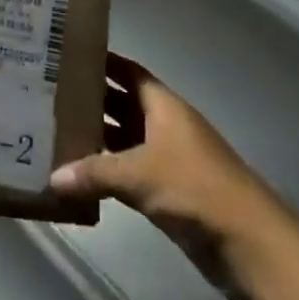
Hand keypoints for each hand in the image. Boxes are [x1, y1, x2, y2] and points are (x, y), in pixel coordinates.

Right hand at [51, 55, 276, 299]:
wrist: (248, 243)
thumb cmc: (194, 188)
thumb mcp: (139, 174)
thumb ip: (95, 172)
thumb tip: (52, 177)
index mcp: (164, 106)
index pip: (129, 72)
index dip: (103, 63)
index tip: (68, 56)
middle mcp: (166, 126)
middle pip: (124, 105)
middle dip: (93, 101)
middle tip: (50, 96)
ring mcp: (169, 161)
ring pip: (126, 141)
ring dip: (99, 140)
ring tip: (57, 133)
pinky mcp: (170, 194)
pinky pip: (131, 174)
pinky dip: (109, 174)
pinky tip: (80, 178)